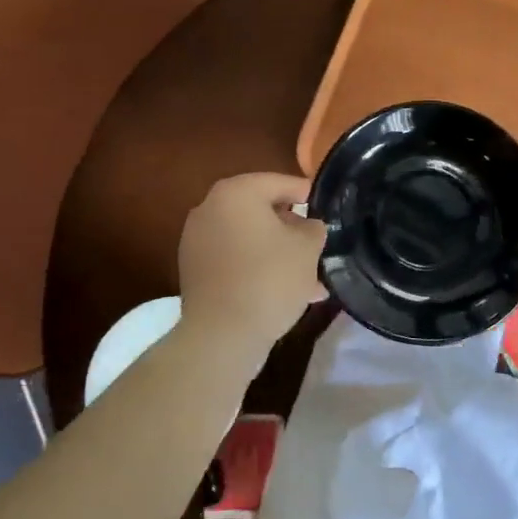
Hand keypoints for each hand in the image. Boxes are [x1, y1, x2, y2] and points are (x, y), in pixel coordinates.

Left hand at [176, 173, 324, 364]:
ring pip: (248, 237)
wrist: (221, 335)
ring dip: (275, 250)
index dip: (306, 194)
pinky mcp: (193, 269)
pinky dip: (255, 266)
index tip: (324, 208)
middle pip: (261, 209)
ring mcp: (196, 239)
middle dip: (290, 227)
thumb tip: (308, 225)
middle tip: (315, 243)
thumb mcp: (308, 247)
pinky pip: (233, 258)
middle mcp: (210, 207)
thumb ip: (313, 227)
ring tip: (305, 275)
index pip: (280, 183)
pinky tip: (281, 289)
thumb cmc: (269, 278)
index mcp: (237, 192)